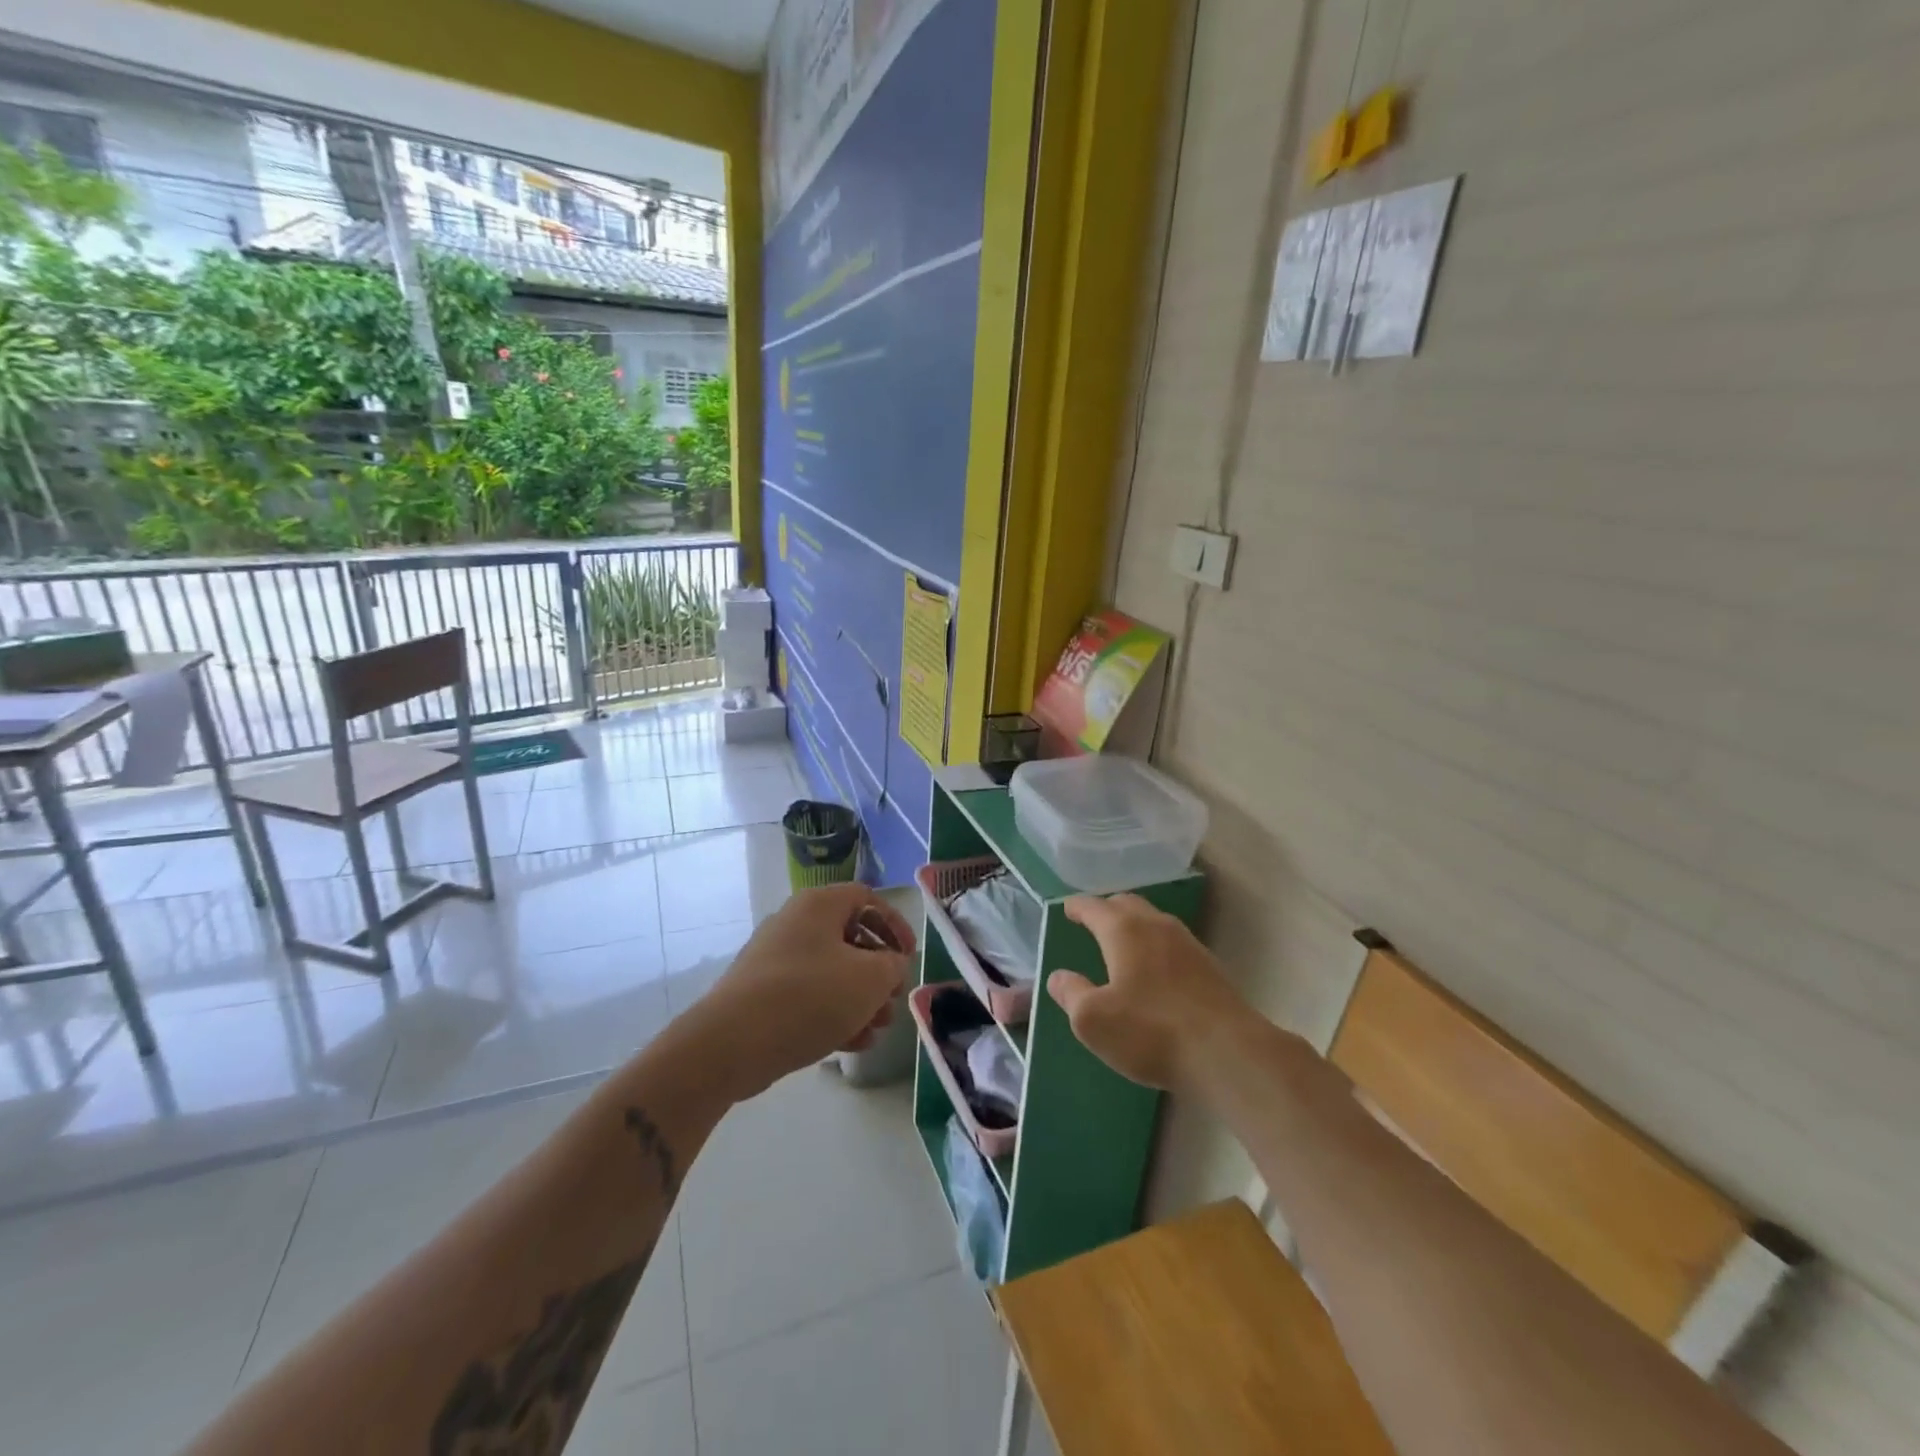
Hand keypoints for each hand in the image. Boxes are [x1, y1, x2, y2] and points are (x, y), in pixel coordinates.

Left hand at [693, 883, 916, 1100]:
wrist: (731, 1043)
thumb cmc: (809, 996)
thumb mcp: (869, 979)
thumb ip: (892, 966)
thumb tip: (890, 964)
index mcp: (819, 905)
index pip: (867, 898)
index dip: (895, 924)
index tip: (909, 956)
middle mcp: (795, 923)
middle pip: (851, 938)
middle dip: (879, 972)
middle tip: (893, 999)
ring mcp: (776, 959)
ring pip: (832, 971)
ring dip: (861, 998)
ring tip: (877, 1030)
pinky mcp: (763, 994)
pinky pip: (809, 995)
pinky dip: (834, 1013)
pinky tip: (853, 1044)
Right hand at [1047, 894, 1249, 1093]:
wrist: (1228, 1053)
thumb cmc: (1150, 1031)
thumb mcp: (1093, 1020)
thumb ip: (1071, 993)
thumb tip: (1058, 977)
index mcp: (1123, 930)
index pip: (1094, 907)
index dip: (1077, 907)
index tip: (1067, 909)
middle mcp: (1157, 926)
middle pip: (1128, 904)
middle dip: (1107, 909)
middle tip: (1093, 922)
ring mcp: (1189, 944)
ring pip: (1154, 921)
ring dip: (1134, 926)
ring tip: (1122, 944)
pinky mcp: (1210, 968)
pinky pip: (1173, 944)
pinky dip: (1156, 947)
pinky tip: (1155, 971)